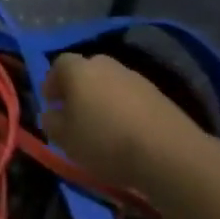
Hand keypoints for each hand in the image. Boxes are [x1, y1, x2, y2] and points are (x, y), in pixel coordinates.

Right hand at [41, 53, 211, 190]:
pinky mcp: (159, 95)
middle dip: (79, 90)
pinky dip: (125, 110)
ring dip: (103, 99)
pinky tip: (127, 133)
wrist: (168, 153)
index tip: (51, 104)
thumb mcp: (65, 139)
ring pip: (111, 84)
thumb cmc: (104, 142)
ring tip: (103, 127)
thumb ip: (51, 122)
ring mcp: (136, 77)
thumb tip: (52, 114)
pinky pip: (132, 98)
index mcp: (78, 70)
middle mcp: (106, 65)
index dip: (52, 83)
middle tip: (75, 114)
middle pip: (87, 71)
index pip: (58, 65)